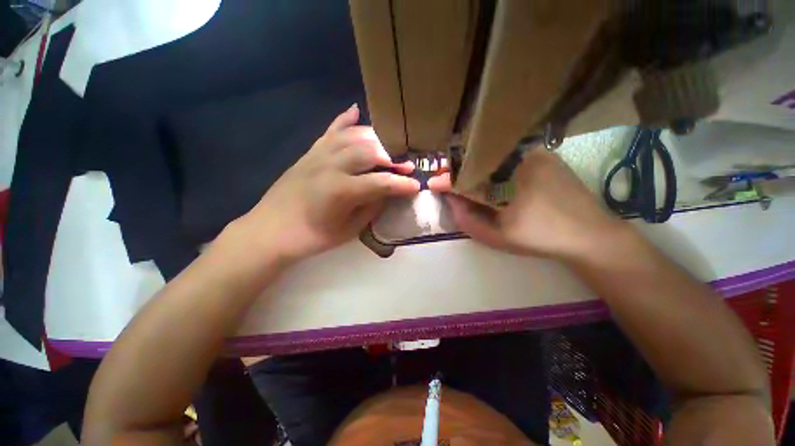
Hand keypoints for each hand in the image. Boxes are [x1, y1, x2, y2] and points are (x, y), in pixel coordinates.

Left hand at [236, 104, 419, 263]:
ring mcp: (318, 155)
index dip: (401, 184)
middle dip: (392, 158)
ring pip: (353, 137)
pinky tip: (355, 111)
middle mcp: (331, 166)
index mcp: (341, 190)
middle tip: (405, 167)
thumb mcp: (347, 231)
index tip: (416, 186)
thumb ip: (370, 209)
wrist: (270, 231)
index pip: (381, 182)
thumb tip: (386, 193)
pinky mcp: (309, 153)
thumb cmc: (311, 237)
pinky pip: (330, 131)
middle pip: (370, 152)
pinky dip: (345, 121)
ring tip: (389, 148)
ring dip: (375, 140)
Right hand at [429, 149, 628, 260]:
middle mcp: (523, 156)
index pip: (469, 175)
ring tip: (463, 178)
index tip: (433, 184)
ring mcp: (536, 153)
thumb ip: (468, 220)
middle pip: (480, 160)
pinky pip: (510, 156)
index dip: (448, 181)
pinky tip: (490, 176)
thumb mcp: (498, 236)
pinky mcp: (545, 156)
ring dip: (476, 166)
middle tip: (447, 180)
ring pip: (495, 156)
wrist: (591, 235)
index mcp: (510, 177)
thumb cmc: (541, 238)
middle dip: (459, 170)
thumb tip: (452, 201)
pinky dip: (494, 165)